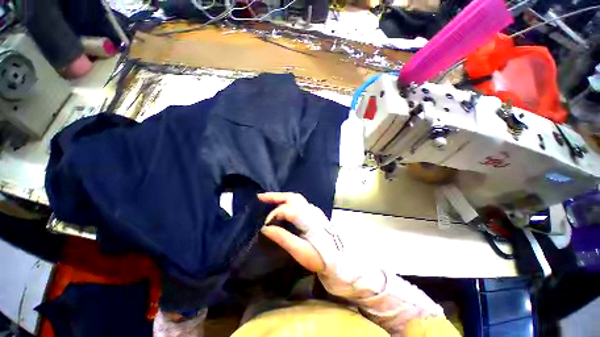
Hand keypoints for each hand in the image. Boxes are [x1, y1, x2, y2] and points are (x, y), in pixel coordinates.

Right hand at [258, 192, 384, 298]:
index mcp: (309, 219)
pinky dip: (288, 202)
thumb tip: (265, 228)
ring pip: (296, 198)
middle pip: (292, 197)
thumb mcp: (300, 251)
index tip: (265, 226)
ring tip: (268, 199)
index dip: (274, 214)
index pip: (288, 209)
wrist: (339, 261)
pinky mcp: (314, 214)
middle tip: (260, 197)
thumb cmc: (320, 258)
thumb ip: (283, 238)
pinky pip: (299, 203)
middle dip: (276, 196)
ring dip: (281, 197)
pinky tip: (282, 206)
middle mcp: (312, 211)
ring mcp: (314, 211)